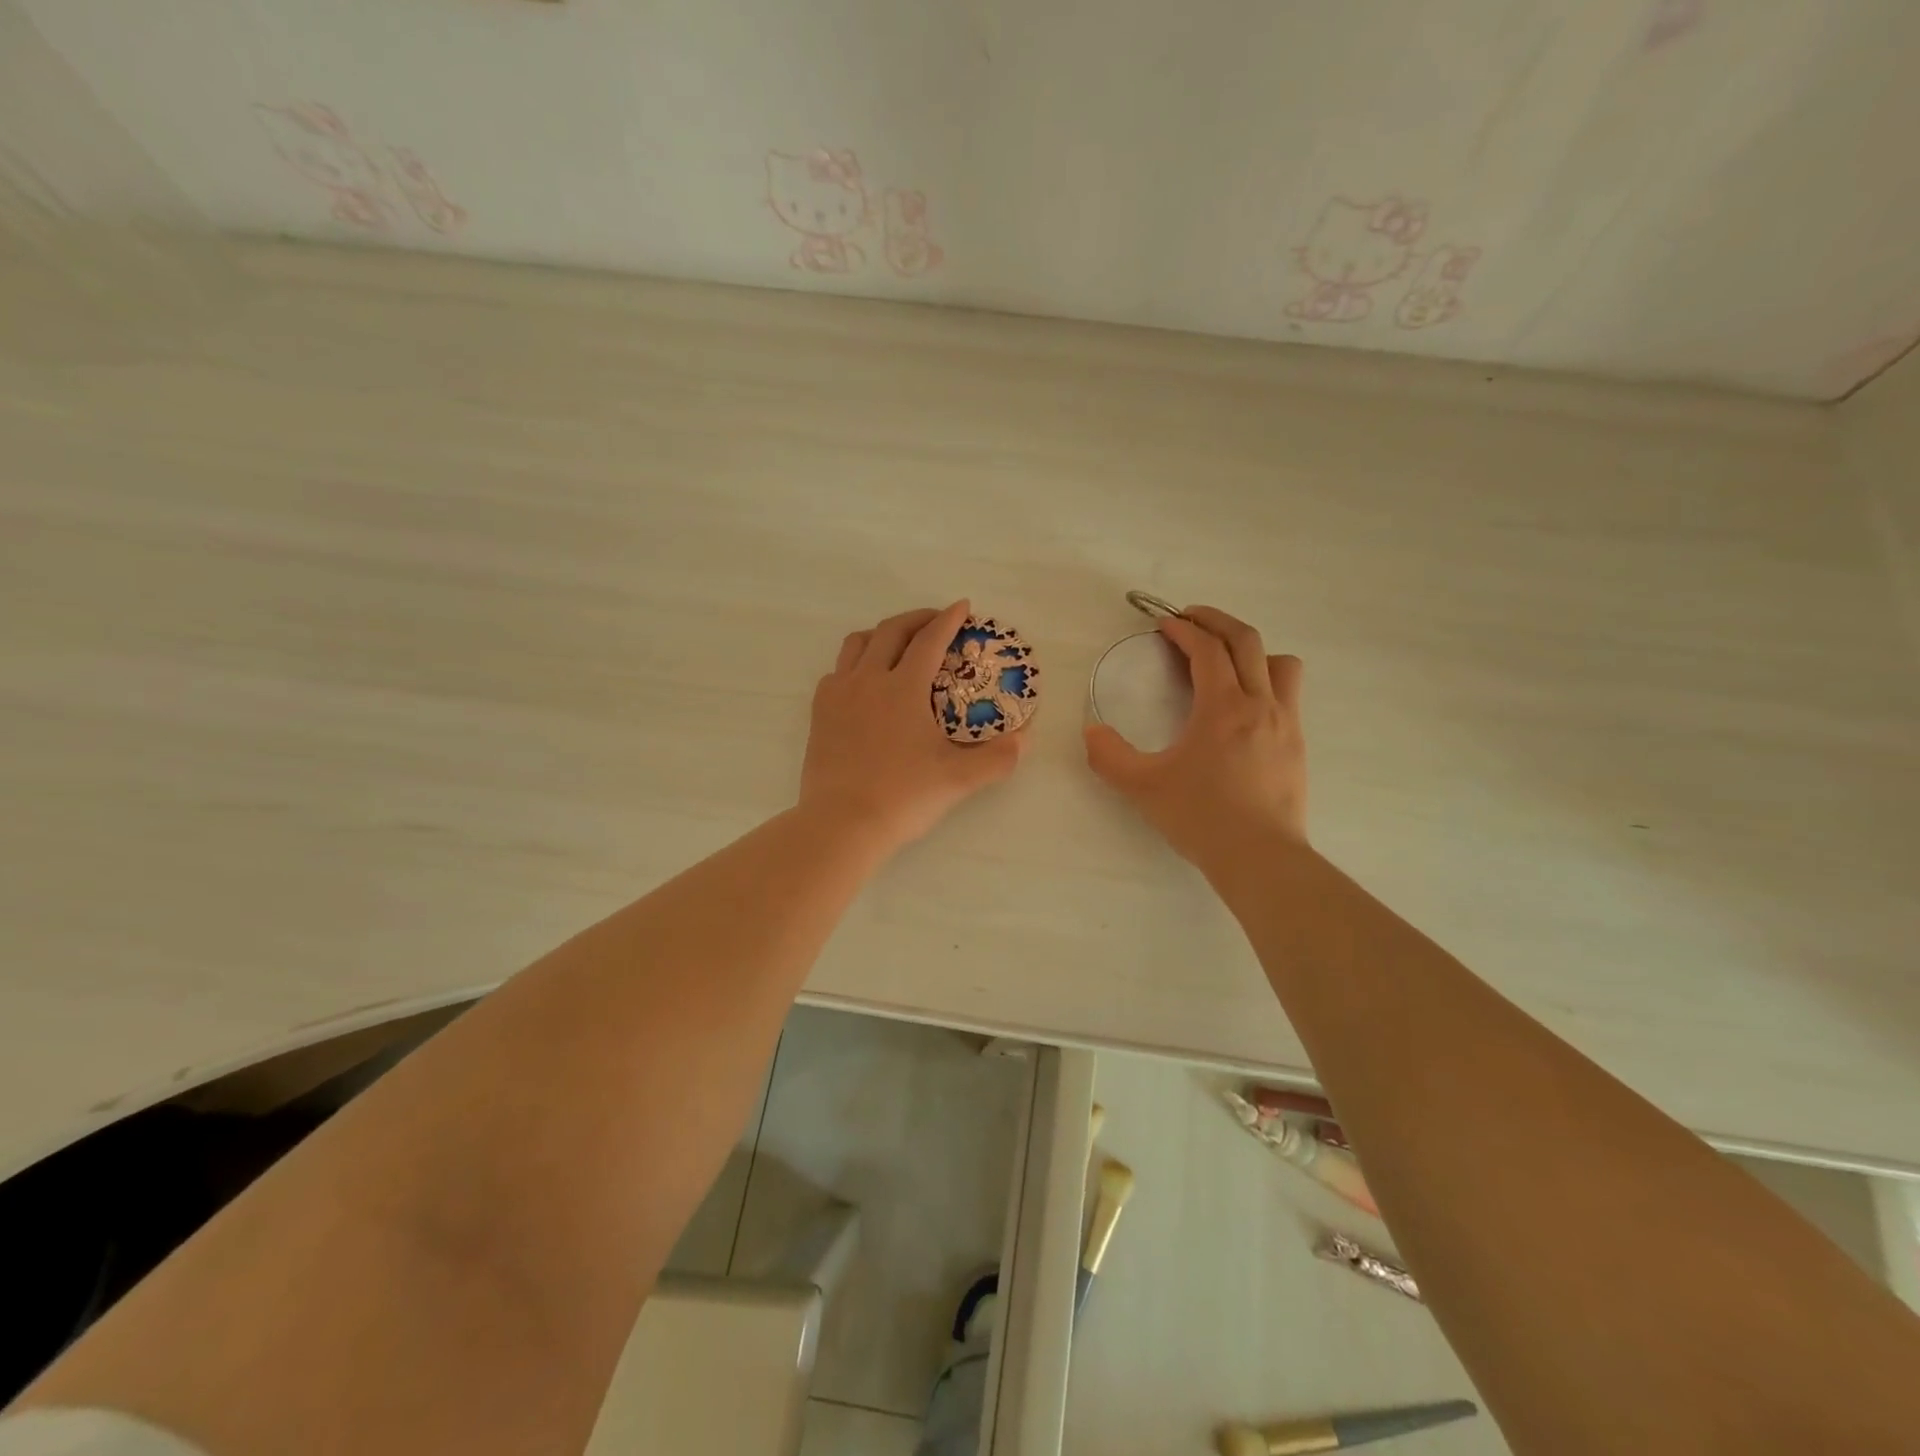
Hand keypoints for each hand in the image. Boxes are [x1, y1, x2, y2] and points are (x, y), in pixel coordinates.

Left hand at [801, 600, 1026, 854]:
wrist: (841, 824)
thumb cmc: (903, 797)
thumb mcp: (959, 779)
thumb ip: (997, 758)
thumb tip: (1025, 739)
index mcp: (903, 687)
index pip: (929, 640)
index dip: (949, 620)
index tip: (963, 606)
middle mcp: (868, 680)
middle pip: (891, 631)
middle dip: (917, 619)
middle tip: (936, 621)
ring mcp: (838, 695)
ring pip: (857, 644)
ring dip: (882, 635)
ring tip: (898, 644)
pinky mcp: (819, 714)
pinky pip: (836, 672)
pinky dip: (855, 664)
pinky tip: (865, 683)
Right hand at [1083, 605, 1306, 870]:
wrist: (1260, 857)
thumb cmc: (1201, 817)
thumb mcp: (1142, 787)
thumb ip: (1109, 756)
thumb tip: (1091, 732)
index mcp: (1223, 707)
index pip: (1207, 649)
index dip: (1184, 630)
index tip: (1164, 624)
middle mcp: (1260, 704)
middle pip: (1247, 641)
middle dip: (1216, 621)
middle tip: (1190, 620)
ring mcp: (1286, 723)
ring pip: (1280, 663)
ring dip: (1251, 650)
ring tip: (1225, 662)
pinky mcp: (1296, 745)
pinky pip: (1288, 694)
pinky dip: (1265, 681)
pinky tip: (1243, 708)